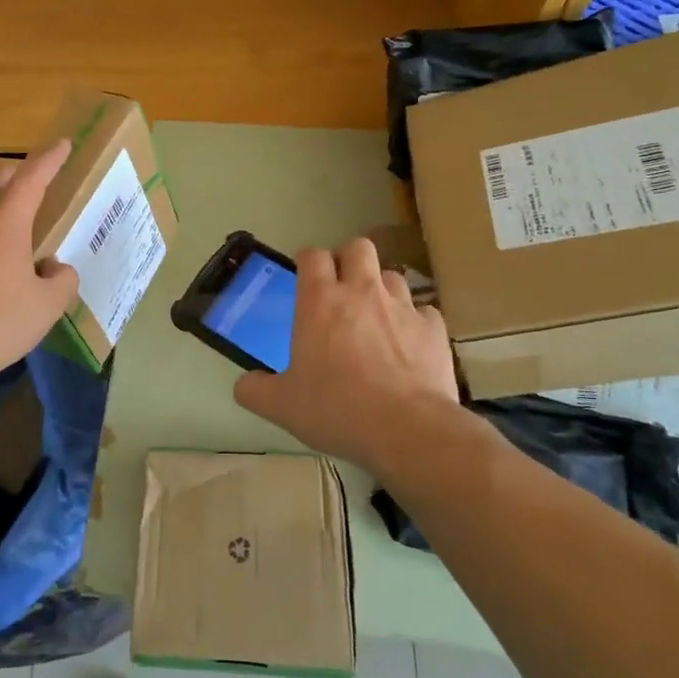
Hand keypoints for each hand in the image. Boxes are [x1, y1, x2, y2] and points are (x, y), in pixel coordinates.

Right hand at [234, 237, 458, 471]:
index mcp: (320, 301)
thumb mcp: (282, 406)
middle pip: (358, 248)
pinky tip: (408, 344)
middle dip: (348, 260)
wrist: (407, 429)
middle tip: (341, 289)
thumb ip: (255, 390)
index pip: (312, 256)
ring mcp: (402, 307)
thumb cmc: (336, 409)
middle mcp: (362, 292)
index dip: (307, 262)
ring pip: (392, 276)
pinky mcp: (434, 329)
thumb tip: (244, 384)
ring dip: (381, 289)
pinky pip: (423, 311)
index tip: (304, 278)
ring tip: (375, 317)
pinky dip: (414, 322)